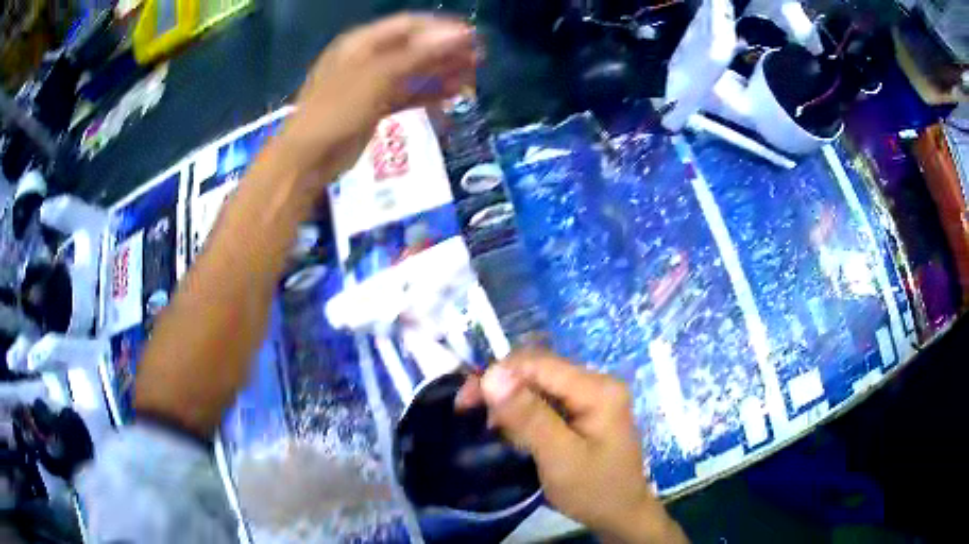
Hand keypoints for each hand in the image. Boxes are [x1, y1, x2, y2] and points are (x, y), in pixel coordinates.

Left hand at [279, 13, 476, 179]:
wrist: (309, 159)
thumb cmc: (338, 110)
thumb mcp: (379, 76)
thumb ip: (421, 54)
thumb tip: (462, 34)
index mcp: (362, 42)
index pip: (409, 25)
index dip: (442, 29)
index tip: (473, 37)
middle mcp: (368, 58)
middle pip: (413, 48)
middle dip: (446, 52)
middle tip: (478, 60)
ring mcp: (371, 83)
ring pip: (412, 72)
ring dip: (441, 74)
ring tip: (471, 79)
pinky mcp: (374, 107)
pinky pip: (406, 95)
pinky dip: (427, 95)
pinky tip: (450, 97)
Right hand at [457, 350, 687, 543]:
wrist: (622, 515)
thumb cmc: (594, 490)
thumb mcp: (559, 457)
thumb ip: (528, 416)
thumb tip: (492, 374)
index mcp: (597, 388)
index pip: (538, 364)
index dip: (498, 374)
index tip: (465, 401)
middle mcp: (596, 383)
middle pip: (538, 371)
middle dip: (502, 389)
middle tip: (471, 412)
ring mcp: (592, 397)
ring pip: (539, 386)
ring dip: (512, 404)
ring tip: (497, 430)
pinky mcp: (585, 411)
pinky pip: (547, 401)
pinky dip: (525, 414)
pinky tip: (517, 434)